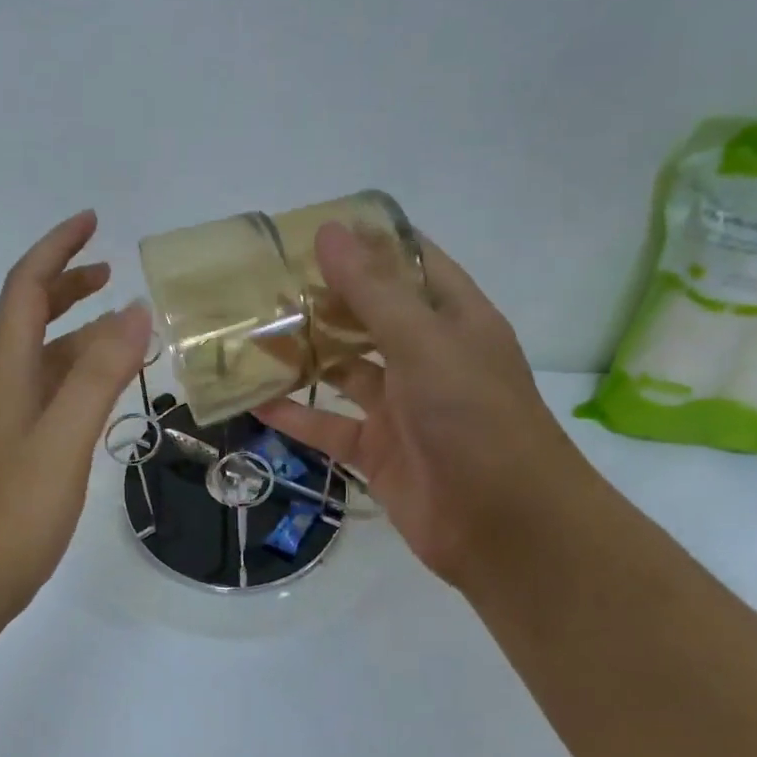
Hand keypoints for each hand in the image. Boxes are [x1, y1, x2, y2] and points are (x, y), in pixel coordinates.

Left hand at [0, 210, 150, 609]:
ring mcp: (7, 418)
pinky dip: (80, 372)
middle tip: (112, 269)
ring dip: (79, 330)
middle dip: (67, 282)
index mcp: (7, 370)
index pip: (26, 289)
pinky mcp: (16, 447)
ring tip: (125, 327)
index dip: (56, 249)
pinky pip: (51, 390)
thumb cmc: (12, 512)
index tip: (92, 222)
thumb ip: (99, 375)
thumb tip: (135, 310)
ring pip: (44, 355)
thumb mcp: (63, 439)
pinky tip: (105, 389)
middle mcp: (2, 384)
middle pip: (30, 315)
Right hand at [256, 224, 589, 592]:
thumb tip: (329, 230)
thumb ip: (373, 291)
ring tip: (250, 334)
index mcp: (453, 319)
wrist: (506, 528)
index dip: (366, 242)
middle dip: (322, 299)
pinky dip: (295, 415)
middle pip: (368, 316)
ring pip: (343, 370)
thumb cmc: (475, 417)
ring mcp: (401, 406)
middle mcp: (427, 357)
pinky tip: (253, 401)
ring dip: (303, 355)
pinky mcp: (378, 450)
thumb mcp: (423, 342)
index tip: (311, 229)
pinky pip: (329, 425)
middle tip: (264, 281)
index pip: (409, 264)